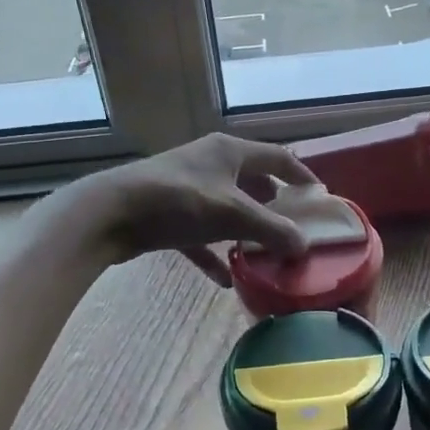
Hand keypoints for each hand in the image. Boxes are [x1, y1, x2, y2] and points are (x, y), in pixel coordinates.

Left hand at [74, 133, 317, 286]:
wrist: (110, 213)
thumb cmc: (178, 201)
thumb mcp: (232, 214)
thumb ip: (272, 229)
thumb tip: (304, 246)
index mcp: (229, 151)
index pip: (277, 157)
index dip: (301, 174)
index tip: (320, 196)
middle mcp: (210, 163)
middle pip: (252, 182)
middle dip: (273, 206)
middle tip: (292, 229)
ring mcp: (187, 188)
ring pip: (227, 209)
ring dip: (245, 230)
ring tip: (265, 253)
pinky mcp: (168, 215)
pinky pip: (200, 235)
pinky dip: (214, 253)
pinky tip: (226, 278)